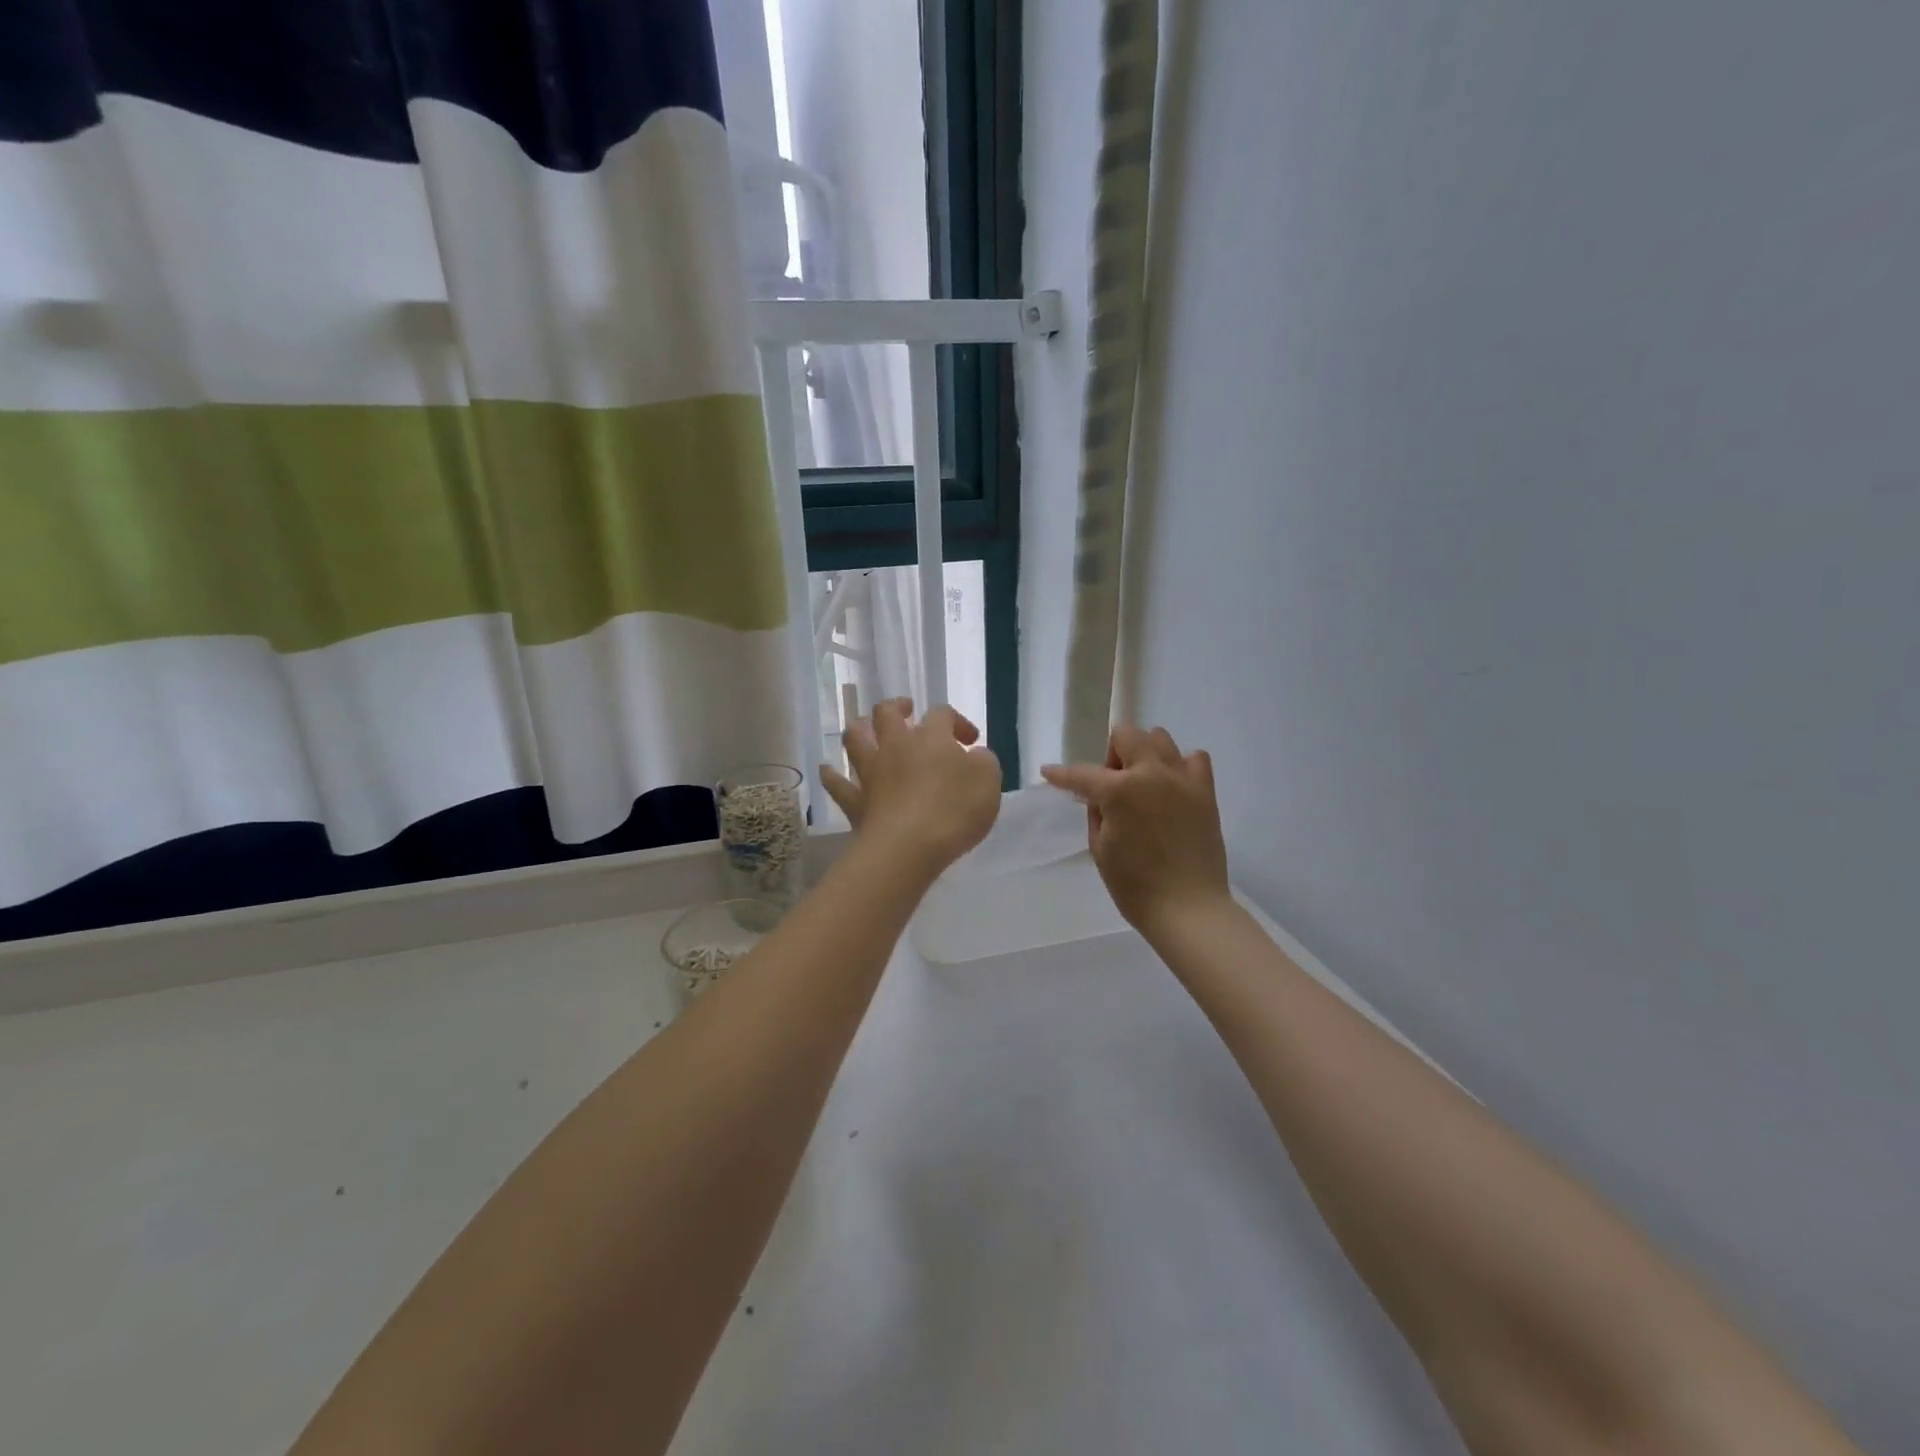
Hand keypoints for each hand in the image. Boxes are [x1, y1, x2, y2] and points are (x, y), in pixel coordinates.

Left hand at [821, 699, 1002, 874]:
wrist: (908, 847)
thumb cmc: (954, 810)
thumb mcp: (988, 782)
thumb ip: (983, 762)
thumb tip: (974, 756)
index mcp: (931, 737)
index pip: (942, 713)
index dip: (957, 722)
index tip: (971, 742)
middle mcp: (896, 746)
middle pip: (887, 713)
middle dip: (897, 707)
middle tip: (907, 711)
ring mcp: (871, 773)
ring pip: (855, 738)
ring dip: (859, 729)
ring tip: (865, 729)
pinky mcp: (856, 802)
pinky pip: (837, 784)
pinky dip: (831, 775)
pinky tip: (827, 770)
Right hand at [1041, 725, 1231, 937]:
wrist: (1188, 908)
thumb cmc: (1135, 886)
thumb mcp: (1100, 848)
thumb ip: (1097, 811)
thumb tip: (1099, 794)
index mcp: (1119, 791)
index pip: (1082, 774)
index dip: (1061, 775)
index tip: (1049, 772)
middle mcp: (1152, 774)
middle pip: (1127, 735)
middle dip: (1112, 753)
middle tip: (1111, 784)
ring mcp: (1182, 779)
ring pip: (1160, 738)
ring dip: (1144, 753)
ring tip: (1143, 783)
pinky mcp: (1205, 791)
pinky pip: (1194, 758)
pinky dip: (1180, 765)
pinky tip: (1172, 787)